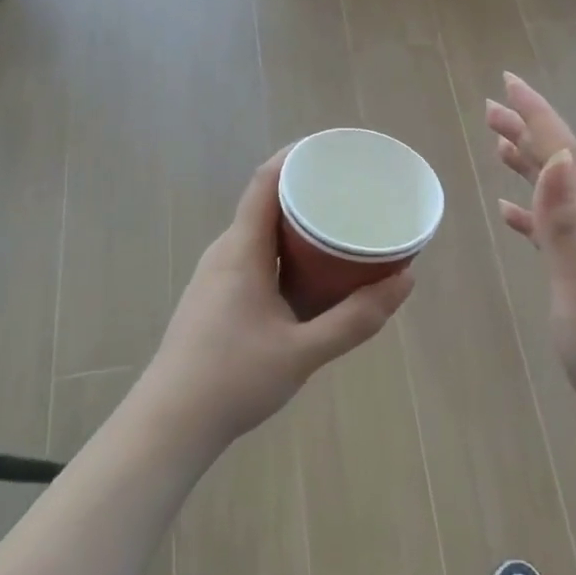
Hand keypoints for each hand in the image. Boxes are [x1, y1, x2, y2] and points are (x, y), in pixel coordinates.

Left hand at [145, 150, 414, 449]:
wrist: (169, 425)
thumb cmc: (233, 379)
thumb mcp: (304, 351)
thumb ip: (356, 318)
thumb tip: (405, 281)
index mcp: (241, 251)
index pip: (266, 182)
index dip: (297, 156)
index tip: (335, 149)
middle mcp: (225, 252)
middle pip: (266, 202)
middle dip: (308, 189)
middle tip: (351, 190)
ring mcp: (216, 275)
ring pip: (261, 232)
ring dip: (297, 223)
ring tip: (338, 226)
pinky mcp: (216, 297)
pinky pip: (255, 255)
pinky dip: (285, 250)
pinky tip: (310, 272)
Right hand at [486, 74, 575, 439]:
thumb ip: (566, 225)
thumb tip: (558, 158)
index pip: (563, 154)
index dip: (535, 115)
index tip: (506, 82)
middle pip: (559, 166)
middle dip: (527, 131)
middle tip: (491, 107)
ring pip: (555, 195)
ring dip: (528, 165)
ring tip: (499, 145)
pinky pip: (550, 233)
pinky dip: (528, 215)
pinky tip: (510, 216)